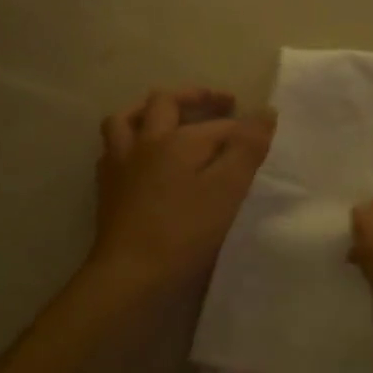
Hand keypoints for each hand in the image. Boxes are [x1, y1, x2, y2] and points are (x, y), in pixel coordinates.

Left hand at [89, 87, 275, 305]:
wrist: (130, 275)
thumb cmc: (184, 232)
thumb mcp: (228, 190)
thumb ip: (247, 148)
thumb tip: (265, 111)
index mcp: (177, 139)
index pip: (217, 125)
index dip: (242, 128)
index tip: (264, 135)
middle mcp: (145, 142)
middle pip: (164, 102)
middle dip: (193, 97)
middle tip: (219, 104)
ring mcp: (120, 164)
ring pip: (126, 119)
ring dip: (148, 110)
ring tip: (167, 116)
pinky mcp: (107, 188)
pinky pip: (113, 149)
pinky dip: (129, 142)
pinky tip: (140, 156)